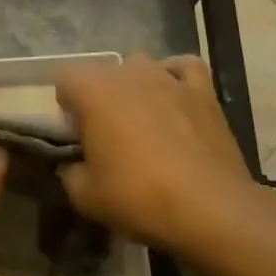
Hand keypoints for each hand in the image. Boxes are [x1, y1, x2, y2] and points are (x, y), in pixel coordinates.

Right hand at [56, 54, 257, 252]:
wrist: (210, 209)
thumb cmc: (138, 196)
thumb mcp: (84, 196)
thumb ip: (69, 171)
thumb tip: (73, 164)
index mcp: (93, 90)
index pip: (65, 78)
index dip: (66, 105)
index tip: (76, 135)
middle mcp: (129, 72)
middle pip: (103, 73)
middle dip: (100, 97)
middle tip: (107, 136)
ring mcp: (168, 77)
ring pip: (141, 67)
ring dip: (135, 87)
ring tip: (143, 121)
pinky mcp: (203, 90)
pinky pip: (183, 69)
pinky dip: (175, 78)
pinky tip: (174, 99)